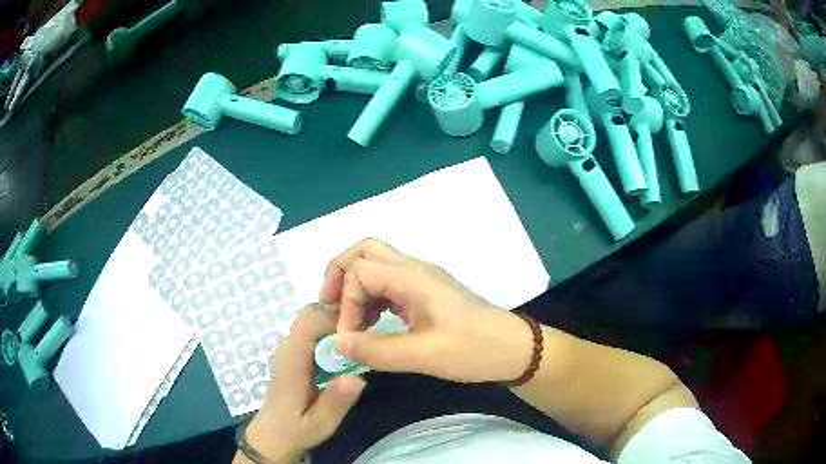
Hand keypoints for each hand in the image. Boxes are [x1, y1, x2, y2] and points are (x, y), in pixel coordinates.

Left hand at [237, 304, 364, 463]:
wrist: (272, 435)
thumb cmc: (295, 431)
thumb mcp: (319, 424)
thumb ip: (335, 402)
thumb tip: (358, 377)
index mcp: (292, 361)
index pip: (311, 322)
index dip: (338, 319)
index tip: (365, 331)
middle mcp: (288, 347)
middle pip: (312, 313)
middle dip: (340, 316)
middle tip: (367, 334)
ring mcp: (289, 348)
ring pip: (312, 318)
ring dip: (336, 322)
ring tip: (360, 340)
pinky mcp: (293, 352)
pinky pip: (312, 330)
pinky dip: (330, 330)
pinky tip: (346, 350)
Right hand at [319, 238, 532, 382]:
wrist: (512, 349)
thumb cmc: (473, 350)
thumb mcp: (423, 356)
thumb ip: (376, 350)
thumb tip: (336, 344)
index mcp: (413, 277)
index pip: (359, 272)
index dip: (345, 303)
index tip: (348, 338)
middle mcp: (415, 269)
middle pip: (365, 251)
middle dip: (340, 274)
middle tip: (330, 305)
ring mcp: (422, 278)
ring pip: (376, 265)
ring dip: (356, 286)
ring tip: (350, 319)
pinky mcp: (427, 291)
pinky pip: (390, 282)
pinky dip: (372, 296)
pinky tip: (373, 322)